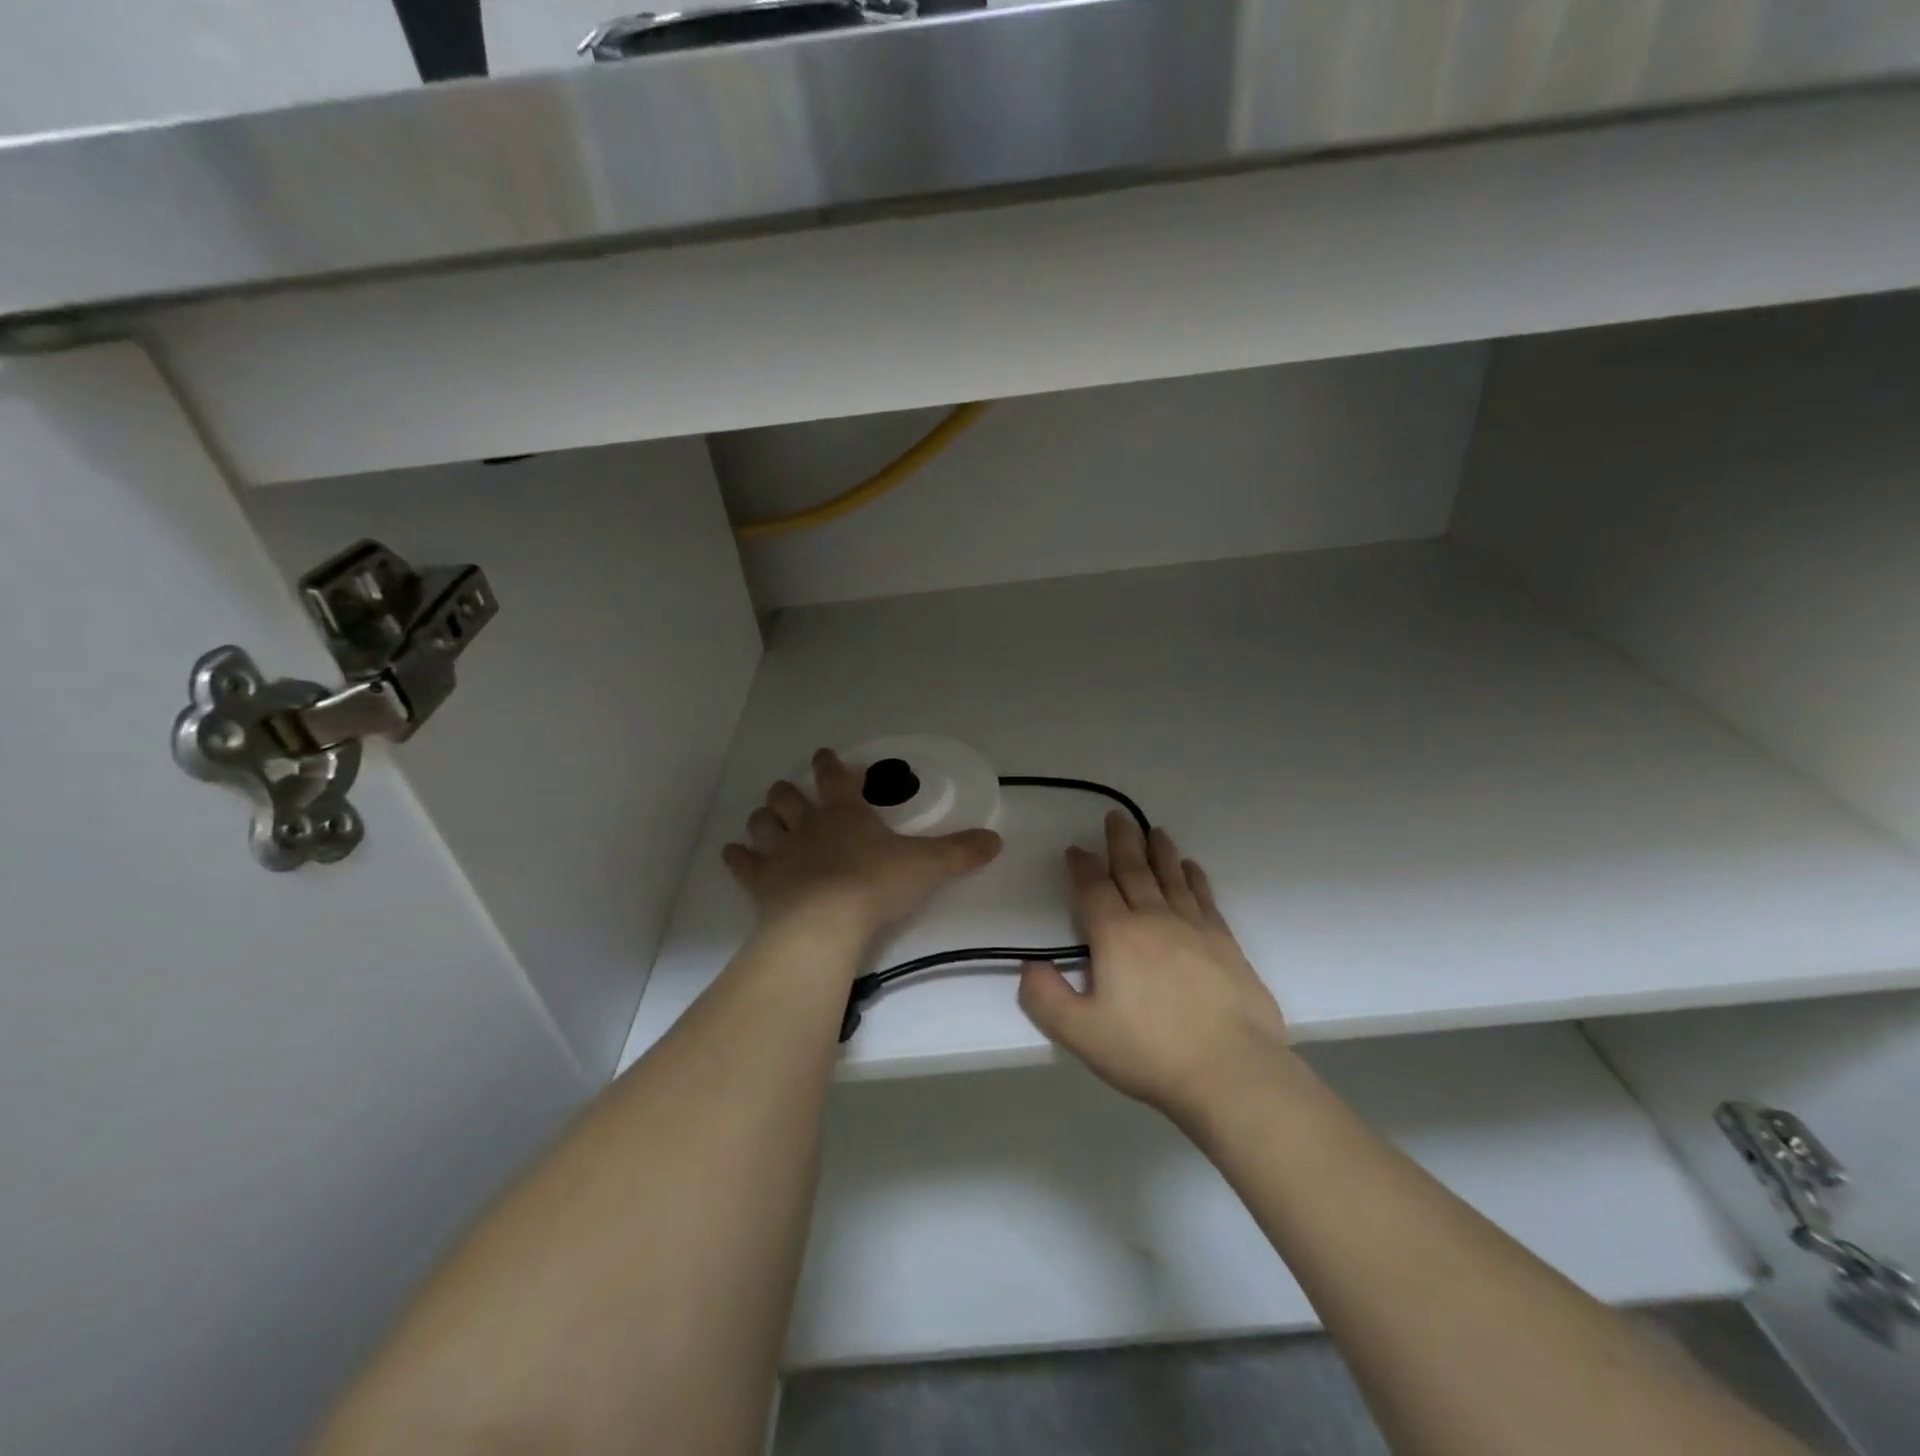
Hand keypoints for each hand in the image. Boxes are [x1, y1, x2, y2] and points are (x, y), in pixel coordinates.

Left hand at [723, 749, 1002, 940]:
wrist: (826, 923)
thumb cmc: (876, 884)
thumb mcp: (928, 866)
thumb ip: (961, 852)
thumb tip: (996, 840)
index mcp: (845, 813)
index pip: (834, 777)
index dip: (830, 764)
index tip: (824, 754)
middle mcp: (809, 825)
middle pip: (788, 797)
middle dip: (788, 792)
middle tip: (789, 792)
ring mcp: (780, 853)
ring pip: (763, 823)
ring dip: (764, 819)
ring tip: (766, 820)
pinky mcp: (761, 883)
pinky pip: (743, 864)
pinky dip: (738, 857)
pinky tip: (734, 854)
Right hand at [1018, 812, 1289, 1121]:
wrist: (1231, 1071)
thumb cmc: (1149, 1051)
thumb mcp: (1080, 1033)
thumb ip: (1045, 997)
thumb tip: (1030, 965)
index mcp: (1116, 935)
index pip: (1093, 888)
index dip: (1081, 866)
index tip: (1075, 850)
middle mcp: (1154, 919)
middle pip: (1134, 870)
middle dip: (1121, 842)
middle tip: (1117, 816)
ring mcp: (1194, 927)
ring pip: (1171, 877)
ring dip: (1159, 851)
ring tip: (1155, 831)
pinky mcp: (1225, 943)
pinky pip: (1205, 897)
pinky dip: (1194, 878)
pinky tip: (1192, 869)